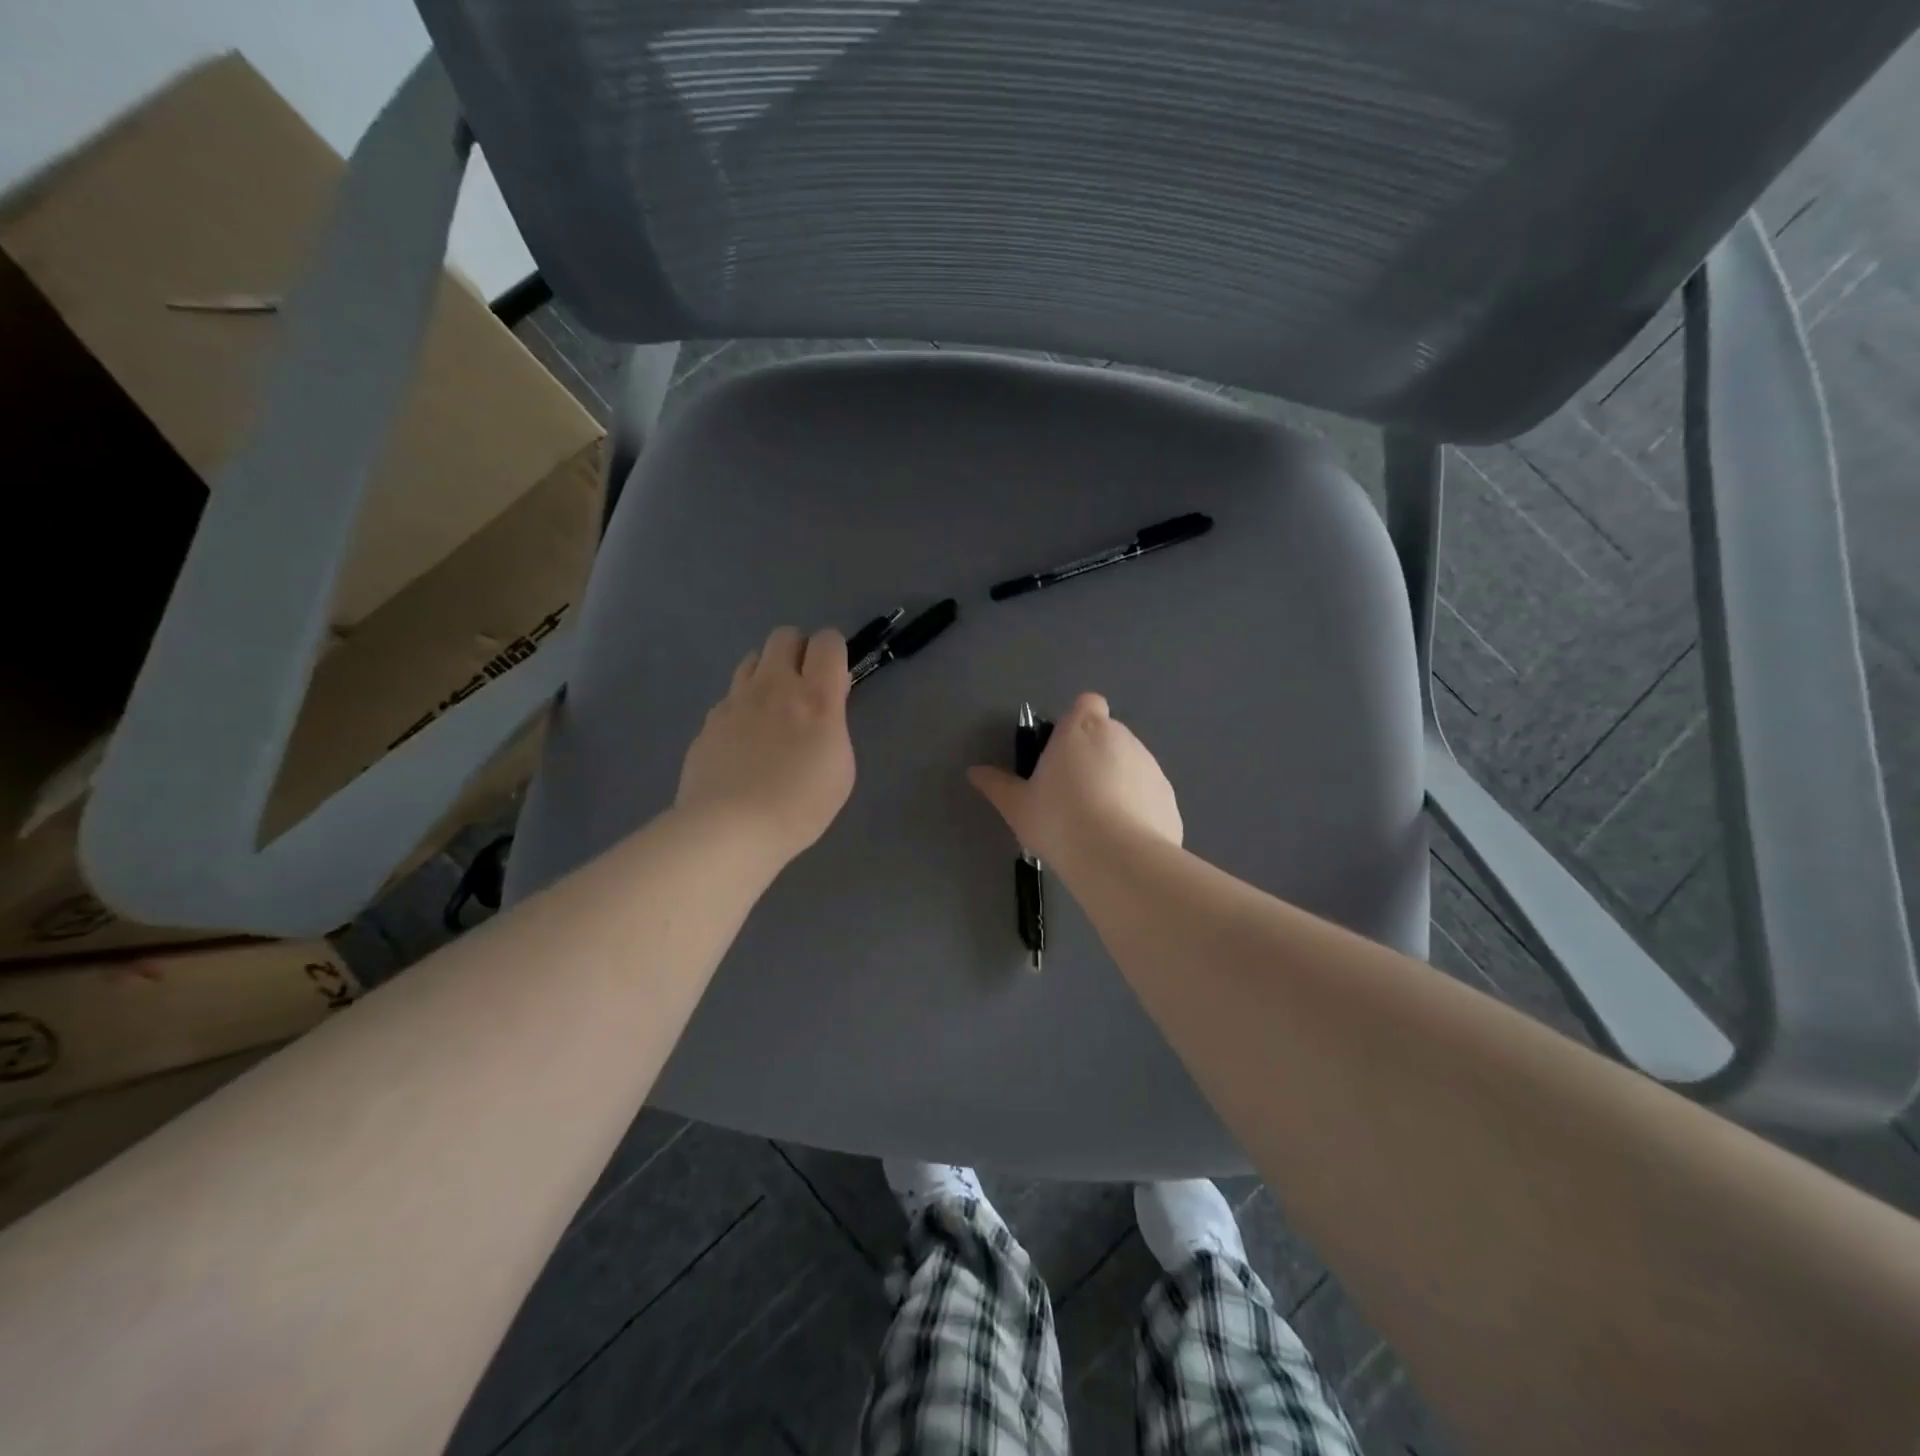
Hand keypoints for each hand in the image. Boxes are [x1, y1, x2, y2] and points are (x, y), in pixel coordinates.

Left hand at [676, 626, 855, 864]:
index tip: (835, 679)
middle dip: (798, 652)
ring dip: (767, 674)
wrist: (731, 828)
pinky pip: (730, 697)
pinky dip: (742, 707)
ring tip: (772, 710)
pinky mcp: (709, 721)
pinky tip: (744, 741)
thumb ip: (833, 728)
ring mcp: (736, 701)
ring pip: (752, 660)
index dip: (834, 653)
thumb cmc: (800, 805)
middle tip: (804, 687)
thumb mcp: (841, 769)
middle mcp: (775, 686)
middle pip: (784, 636)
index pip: (827, 642)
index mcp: (816, 697)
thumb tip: (821, 712)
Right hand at [968, 693, 1181, 867]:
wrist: (1118, 858)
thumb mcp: (1017, 806)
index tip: (1063, 750)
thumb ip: (997, 785)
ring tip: (1097, 822)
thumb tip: (975, 772)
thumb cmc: (1059, 820)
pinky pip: (1148, 796)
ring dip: (1117, 781)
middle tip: (1072, 792)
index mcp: (1082, 729)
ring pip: (1131, 765)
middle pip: (1108, 734)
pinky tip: (1121, 840)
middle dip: (1094, 755)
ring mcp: (1150, 767)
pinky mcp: (1169, 798)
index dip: (1077, 721)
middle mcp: (1121, 738)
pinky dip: (1137, 809)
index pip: (1087, 703)